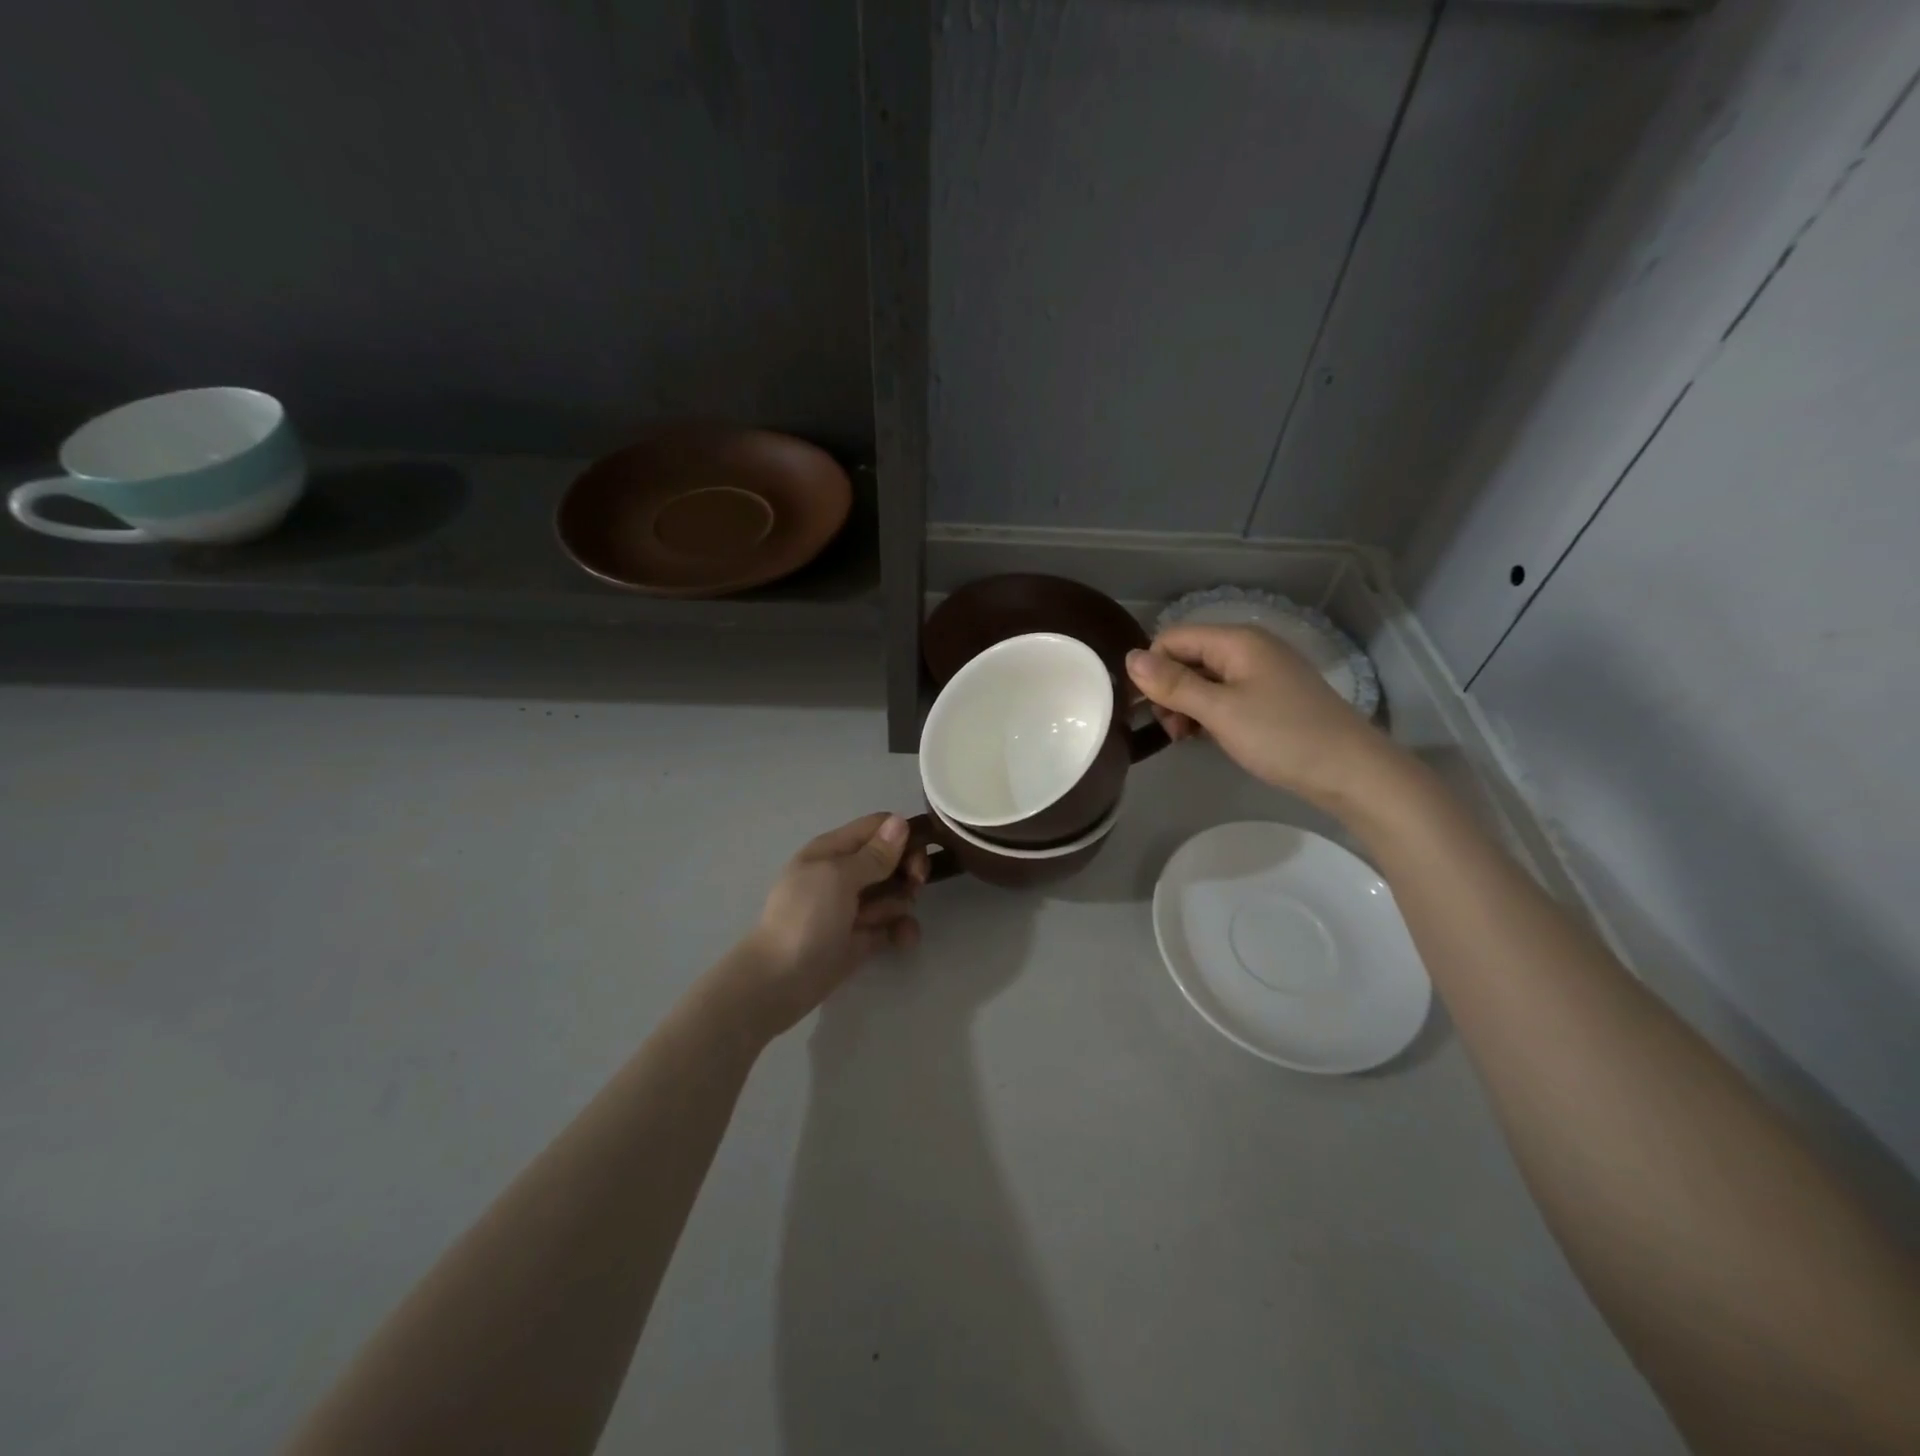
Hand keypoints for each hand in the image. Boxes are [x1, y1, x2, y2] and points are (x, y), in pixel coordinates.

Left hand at [727, 813, 924, 1037]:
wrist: (779, 982)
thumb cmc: (805, 919)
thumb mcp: (838, 877)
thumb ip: (874, 854)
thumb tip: (900, 821)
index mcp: (834, 850)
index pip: (879, 827)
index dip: (903, 837)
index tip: (915, 858)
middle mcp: (846, 872)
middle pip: (893, 858)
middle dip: (907, 871)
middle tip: (912, 887)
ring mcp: (854, 906)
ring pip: (896, 892)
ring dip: (901, 905)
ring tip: (884, 922)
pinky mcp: (863, 936)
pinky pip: (893, 924)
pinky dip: (901, 930)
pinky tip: (902, 941)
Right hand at [1126, 624, 1396, 806]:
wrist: (1350, 771)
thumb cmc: (1281, 736)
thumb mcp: (1219, 710)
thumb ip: (1173, 684)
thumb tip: (1129, 658)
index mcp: (1236, 640)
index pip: (1172, 638)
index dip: (1152, 670)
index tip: (1148, 710)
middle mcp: (1248, 648)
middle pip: (1187, 657)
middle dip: (1169, 691)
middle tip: (1174, 731)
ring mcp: (1262, 672)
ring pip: (1204, 679)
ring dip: (1187, 706)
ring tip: (1189, 738)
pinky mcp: (1270, 696)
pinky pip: (1225, 694)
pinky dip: (1209, 713)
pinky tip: (1209, 737)